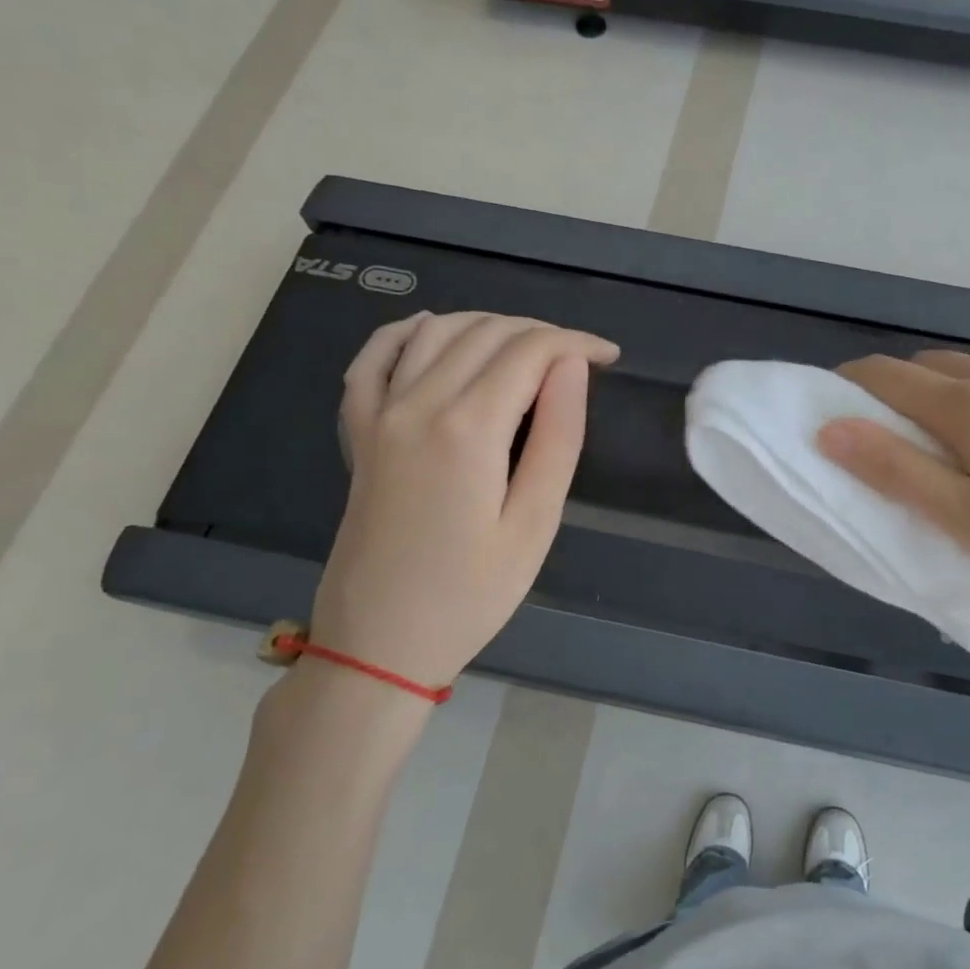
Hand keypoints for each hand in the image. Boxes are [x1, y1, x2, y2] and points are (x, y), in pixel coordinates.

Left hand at [308, 312, 618, 691]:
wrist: (379, 643)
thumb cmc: (471, 594)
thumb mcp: (535, 524)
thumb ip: (558, 437)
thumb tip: (572, 367)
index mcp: (468, 428)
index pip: (530, 351)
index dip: (576, 342)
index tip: (610, 356)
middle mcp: (418, 404)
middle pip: (486, 332)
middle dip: (541, 333)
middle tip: (579, 360)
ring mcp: (379, 415)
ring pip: (435, 331)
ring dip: (487, 326)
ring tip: (528, 350)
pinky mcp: (359, 432)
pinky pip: (373, 358)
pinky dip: (406, 332)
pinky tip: (432, 331)